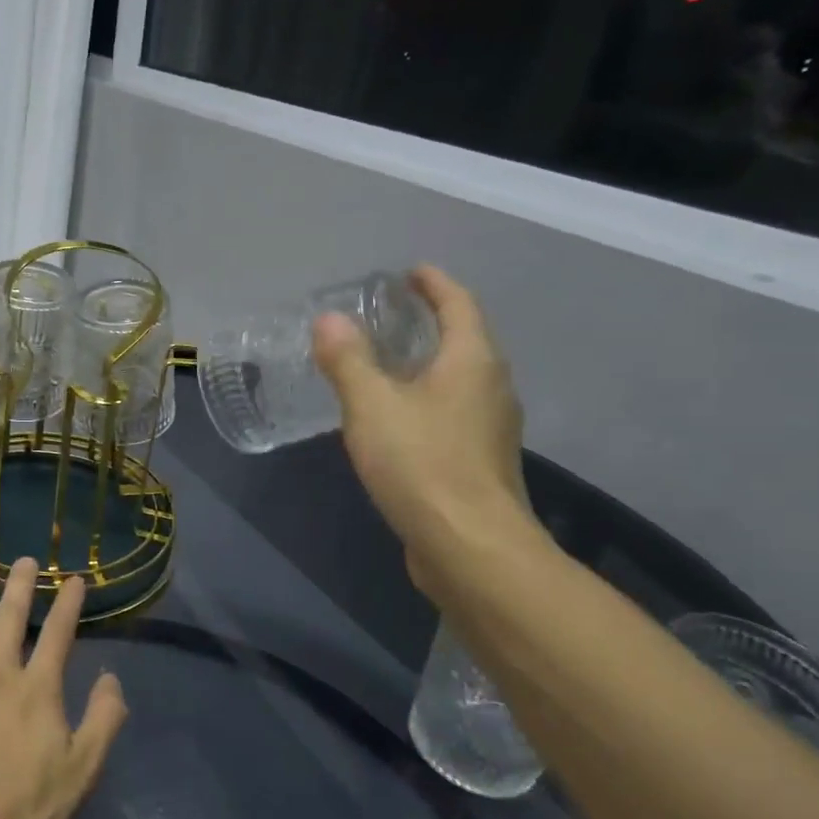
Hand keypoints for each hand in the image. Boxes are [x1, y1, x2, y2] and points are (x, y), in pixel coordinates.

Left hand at [0, 558, 128, 818]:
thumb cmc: (29, 806)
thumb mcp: (83, 768)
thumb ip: (104, 719)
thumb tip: (110, 679)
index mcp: (37, 689)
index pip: (58, 634)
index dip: (68, 604)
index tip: (74, 579)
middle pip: (10, 620)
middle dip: (20, 586)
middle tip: (24, 558)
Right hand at [312, 266, 538, 594]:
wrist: (469, 546)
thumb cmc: (422, 464)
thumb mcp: (372, 406)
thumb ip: (348, 361)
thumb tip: (329, 319)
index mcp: (472, 362)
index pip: (459, 304)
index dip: (434, 283)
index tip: (408, 272)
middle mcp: (490, 387)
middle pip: (463, 340)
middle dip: (429, 322)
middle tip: (387, 315)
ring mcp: (489, 428)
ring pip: (457, 380)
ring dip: (426, 363)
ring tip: (385, 363)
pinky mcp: (478, 462)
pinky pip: (450, 413)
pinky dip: (424, 399)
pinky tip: (394, 418)